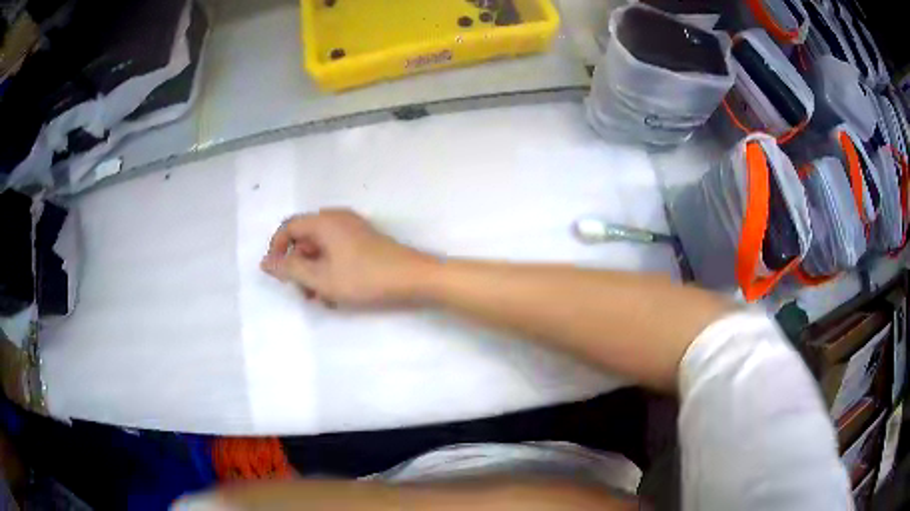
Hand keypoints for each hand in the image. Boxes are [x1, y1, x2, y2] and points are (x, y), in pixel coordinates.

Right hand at [260, 209, 436, 306]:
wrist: (414, 278)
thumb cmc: (365, 278)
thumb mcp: (321, 278)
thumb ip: (290, 269)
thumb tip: (265, 261)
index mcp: (324, 221)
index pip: (289, 227)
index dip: (277, 250)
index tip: (277, 275)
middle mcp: (337, 219)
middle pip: (305, 239)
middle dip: (299, 267)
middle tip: (304, 293)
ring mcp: (353, 229)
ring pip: (321, 250)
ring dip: (315, 274)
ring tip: (323, 299)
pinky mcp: (365, 242)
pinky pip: (337, 253)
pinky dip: (331, 271)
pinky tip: (338, 295)